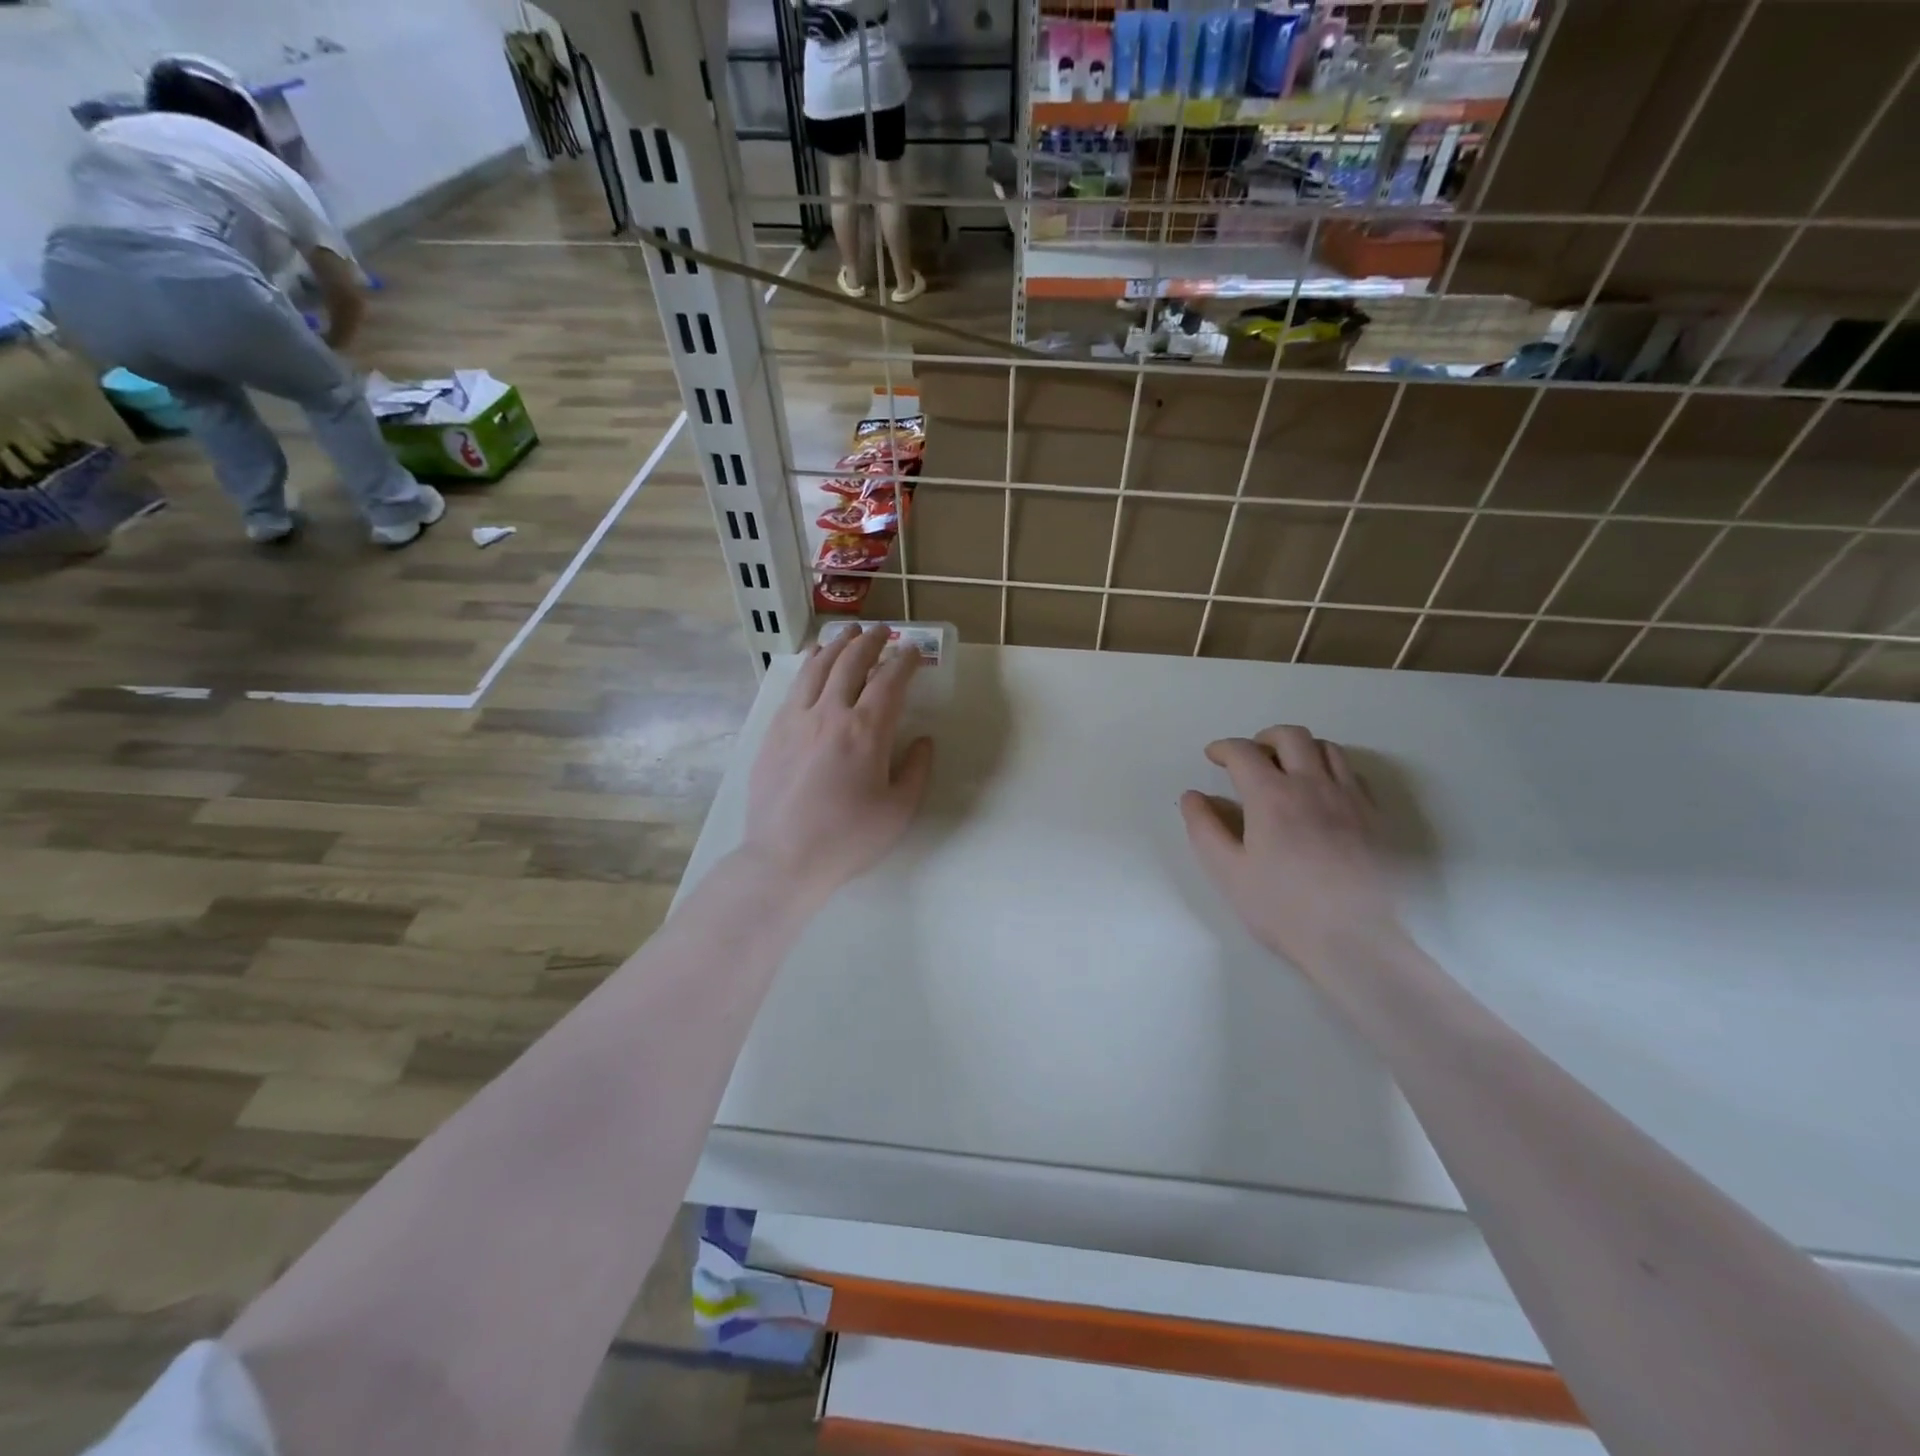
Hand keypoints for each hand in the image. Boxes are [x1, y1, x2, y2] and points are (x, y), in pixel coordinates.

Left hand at [740, 624, 934, 905]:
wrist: (785, 859)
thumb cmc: (849, 838)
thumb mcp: (899, 810)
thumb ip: (917, 770)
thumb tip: (923, 741)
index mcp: (866, 731)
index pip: (890, 680)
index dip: (905, 661)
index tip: (914, 652)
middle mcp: (830, 714)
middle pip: (851, 663)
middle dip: (871, 641)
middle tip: (883, 630)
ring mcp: (796, 720)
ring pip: (818, 668)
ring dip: (837, 645)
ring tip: (848, 633)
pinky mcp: (773, 732)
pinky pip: (795, 687)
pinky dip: (809, 666)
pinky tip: (813, 663)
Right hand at [1180, 725, 1397, 973]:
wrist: (1356, 941)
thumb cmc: (1283, 908)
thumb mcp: (1228, 872)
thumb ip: (1205, 828)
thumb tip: (1192, 797)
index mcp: (1272, 796)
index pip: (1243, 752)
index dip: (1223, 748)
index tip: (1213, 756)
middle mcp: (1313, 785)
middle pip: (1291, 736)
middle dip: (1264, 738)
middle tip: (1251, 757)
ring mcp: (1350, 798)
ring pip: (1327, 748)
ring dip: (1301, 749)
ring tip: (1288, 770)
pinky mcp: (1376, 817)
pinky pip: (1352, 773)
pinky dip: (1331, 769)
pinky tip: (1323, 794)